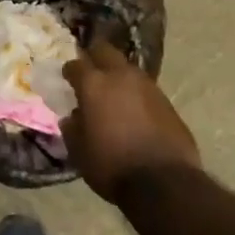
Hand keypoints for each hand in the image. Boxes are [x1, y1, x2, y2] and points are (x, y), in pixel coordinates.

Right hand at [62, 41, 200, 202]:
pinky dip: (136, 94)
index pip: (76, 65)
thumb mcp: (80, 152)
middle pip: (105, 51)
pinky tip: (135, 110)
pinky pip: (145, 88)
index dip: (69, 71)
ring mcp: (147, 86)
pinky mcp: (167, 101)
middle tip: (90, 72)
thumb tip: (71, 118)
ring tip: (114, 93)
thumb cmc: (112, 166)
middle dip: (95, 57)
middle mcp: (120, 76)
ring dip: (118, 76)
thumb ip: (72, 130)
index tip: (67, 78)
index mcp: (94, 85)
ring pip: (128, 68)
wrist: (164, 183)